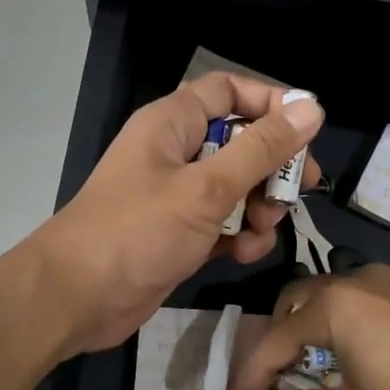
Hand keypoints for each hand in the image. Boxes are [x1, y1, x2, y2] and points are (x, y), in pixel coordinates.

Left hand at [27, 72, 324, 354]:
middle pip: (240, 143)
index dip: (270, 104)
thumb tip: (311, 108)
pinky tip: (242, 254)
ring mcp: (175, 197)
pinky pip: (222, 224)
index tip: (307, 132)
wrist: (78, 297)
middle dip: (271, 169)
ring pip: (236, 189)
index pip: (229, 92)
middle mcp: (174, 154)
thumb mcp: (206, 188)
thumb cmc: (138, 231)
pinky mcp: (178, 235)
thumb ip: (261, 150)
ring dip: (258, 209)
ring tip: (261, 231)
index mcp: (172, 124)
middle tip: (297, 193)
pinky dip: (238, 236)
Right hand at [223, 264, 389, 389]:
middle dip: (274, 345)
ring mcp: (387, 282)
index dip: (248, 383)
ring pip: (325, 299)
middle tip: (269, 385)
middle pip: (293, 306)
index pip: (272, 344)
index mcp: (333, 305)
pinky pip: (355, 302)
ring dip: (305, 333)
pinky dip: (336, 327)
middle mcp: (354, 281)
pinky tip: (349, 358)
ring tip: (305, 373)